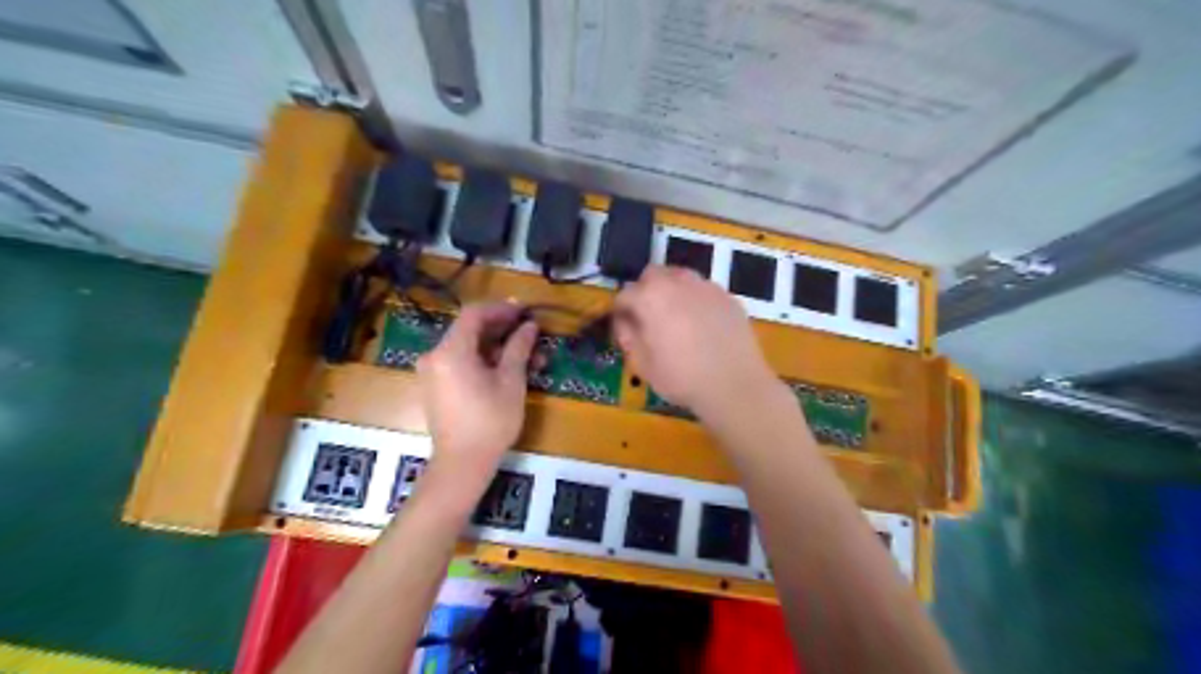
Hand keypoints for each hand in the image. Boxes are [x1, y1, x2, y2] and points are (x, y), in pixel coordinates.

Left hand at [418, 303, 539, 489]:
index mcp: (450, 351)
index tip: (525, 311)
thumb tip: (529, 326)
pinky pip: (461, 363)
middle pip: (470, 330)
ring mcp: (433, 372)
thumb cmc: (490, 421)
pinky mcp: (436, 386)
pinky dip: (484, 361)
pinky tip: (510, 370)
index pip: (474, 314)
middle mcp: (435, 356)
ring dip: (498, 348)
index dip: (501, 309)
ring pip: (468, 348)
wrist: (462, 464)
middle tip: (531, 333)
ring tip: (531, 358)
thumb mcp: (511, 382)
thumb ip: (519, 348)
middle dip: (503, 330)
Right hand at [614, 265, 773, 417]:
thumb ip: (627, 336)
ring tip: (676, 319)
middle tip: (648, 317)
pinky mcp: (728, 297)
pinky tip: (702, 326)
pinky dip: (696, 301)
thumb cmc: (681, 377)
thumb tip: (624, 322)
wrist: (734, 385)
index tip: (623, 326)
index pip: (625, 294)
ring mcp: (707, 287)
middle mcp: (678, 282)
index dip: (620, 311)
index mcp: (651, 297)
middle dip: (645, 291)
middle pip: (653, 275)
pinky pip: (704, 291)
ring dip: (672, 291)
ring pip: (680, 278)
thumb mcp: (642, 364)